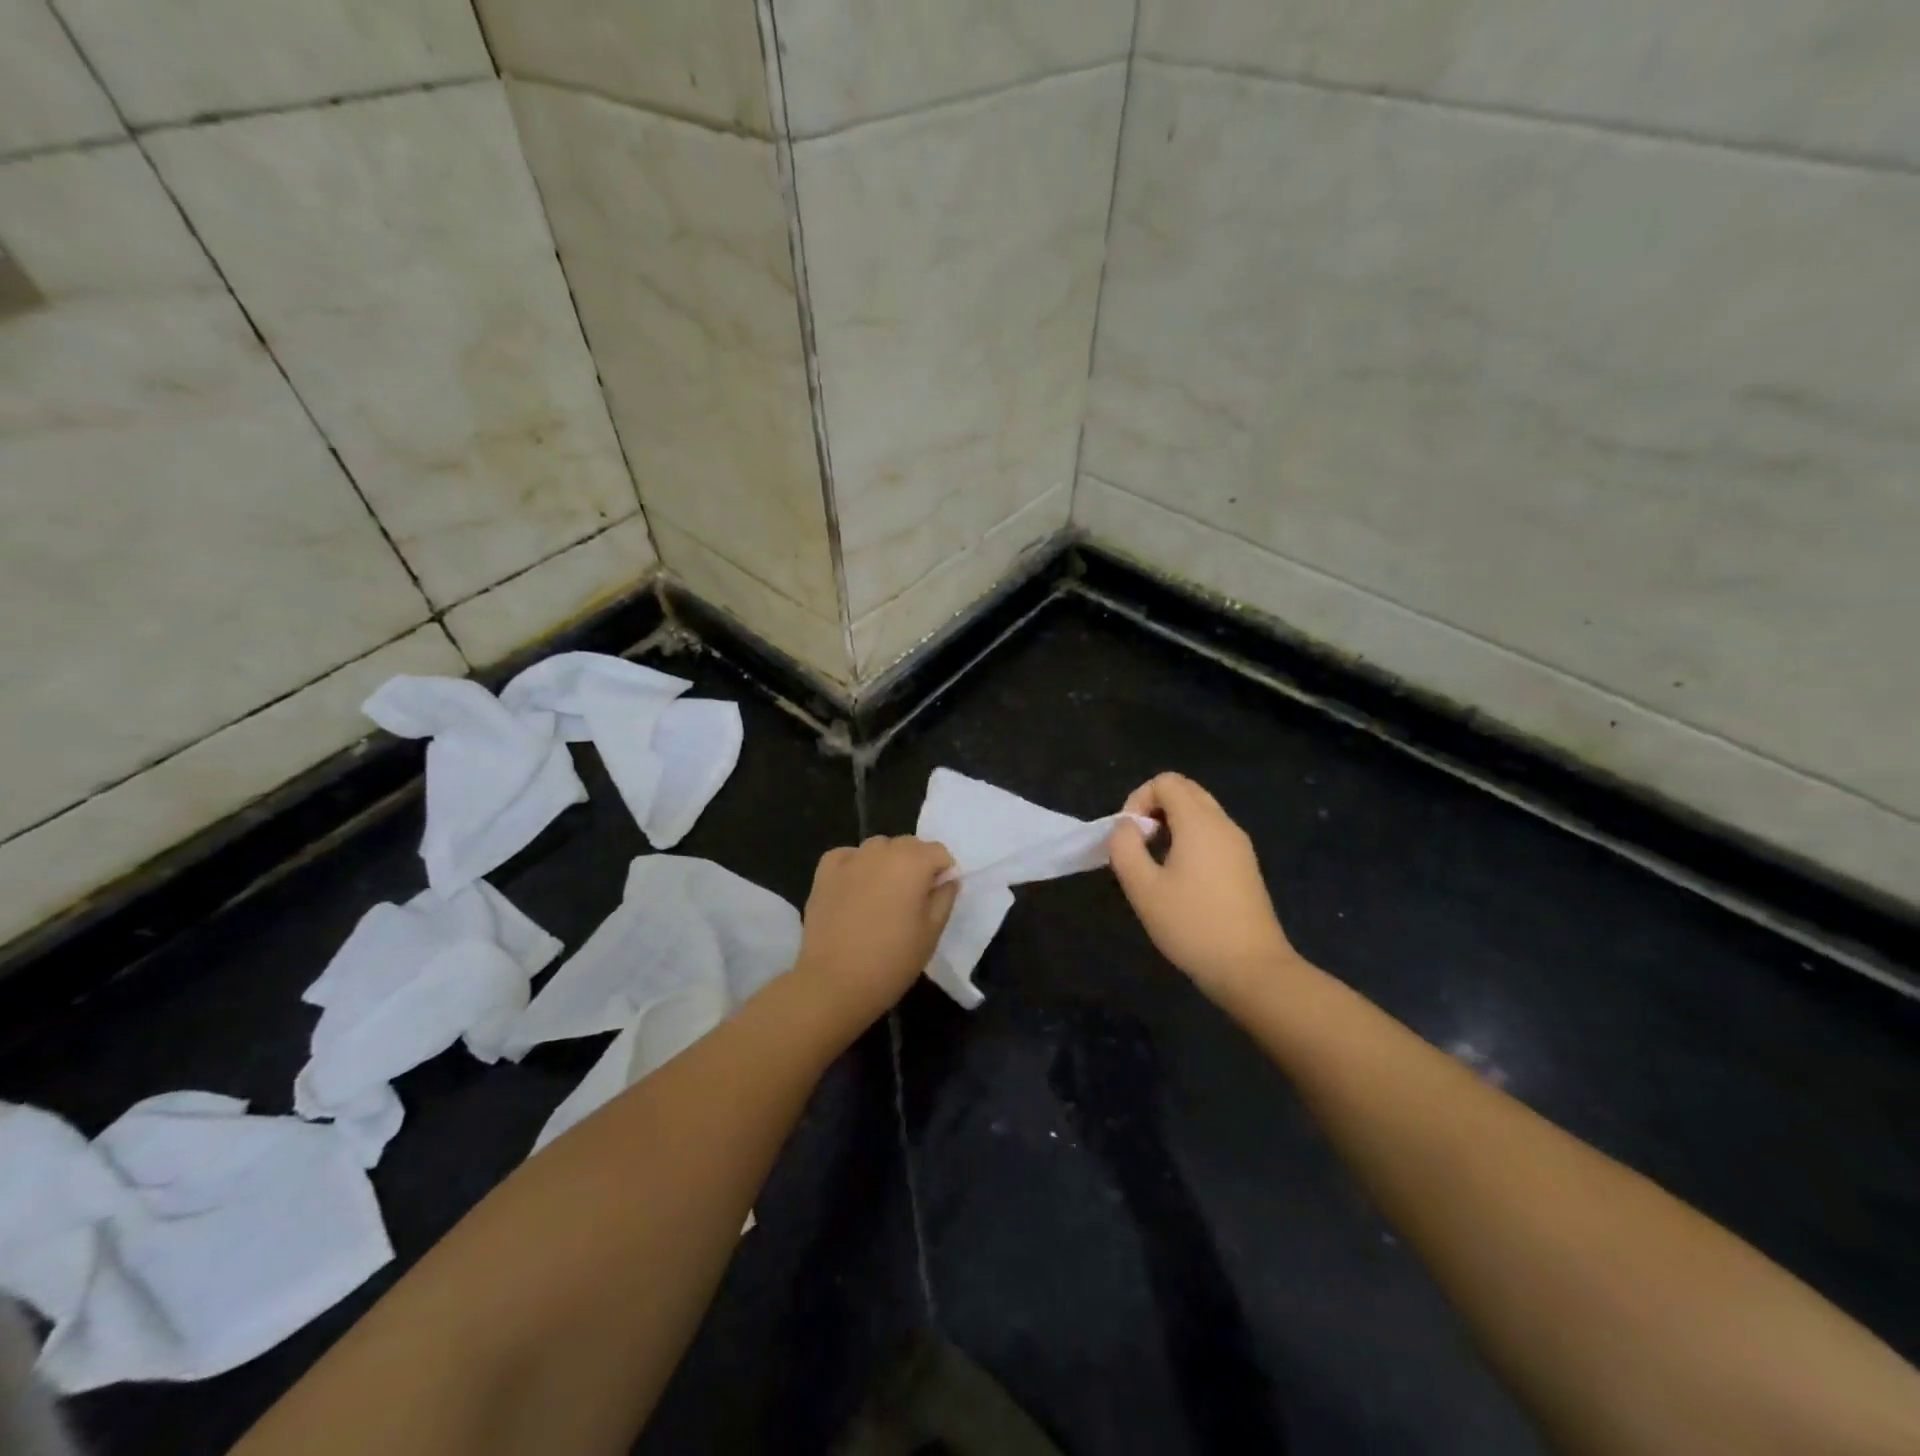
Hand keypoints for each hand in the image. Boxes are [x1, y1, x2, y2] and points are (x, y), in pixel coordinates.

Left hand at [793, 836, 957, 1025]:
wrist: (834, 983)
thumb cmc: (892, 960)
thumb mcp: (932, 932)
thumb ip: (944, 897)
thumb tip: (946, 879)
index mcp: (912, 861)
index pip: (938, 852)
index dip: (942, 873)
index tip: (935, 899)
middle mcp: (881, 850)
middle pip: (908, 845)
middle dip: (915, 865)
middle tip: (910, 901)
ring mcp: (850, 858)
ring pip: (878, 849)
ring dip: (885, 864)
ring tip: (880, 898)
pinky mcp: (824, 871)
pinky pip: (848, 857)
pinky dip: (855, 867)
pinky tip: (854, 891)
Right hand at [1107, 773, 1295, 998]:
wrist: (1251, 969)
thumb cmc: (1192, 926)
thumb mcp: (1143, 888)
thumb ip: (1125, 848)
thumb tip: (1126, 827)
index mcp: (1200, 823)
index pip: (1166, 782)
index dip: (1138, 799)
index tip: (1129, 836)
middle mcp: (1223, 824)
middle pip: (1186, 790)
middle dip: (1155, 806)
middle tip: (1140, 843)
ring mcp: (1239, 845)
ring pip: (1201, 811)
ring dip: (1172, 822)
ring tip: (1156, 861)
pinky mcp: (1245, 865)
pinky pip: (1212, 832)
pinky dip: (1190, 838)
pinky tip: (1180, 876)